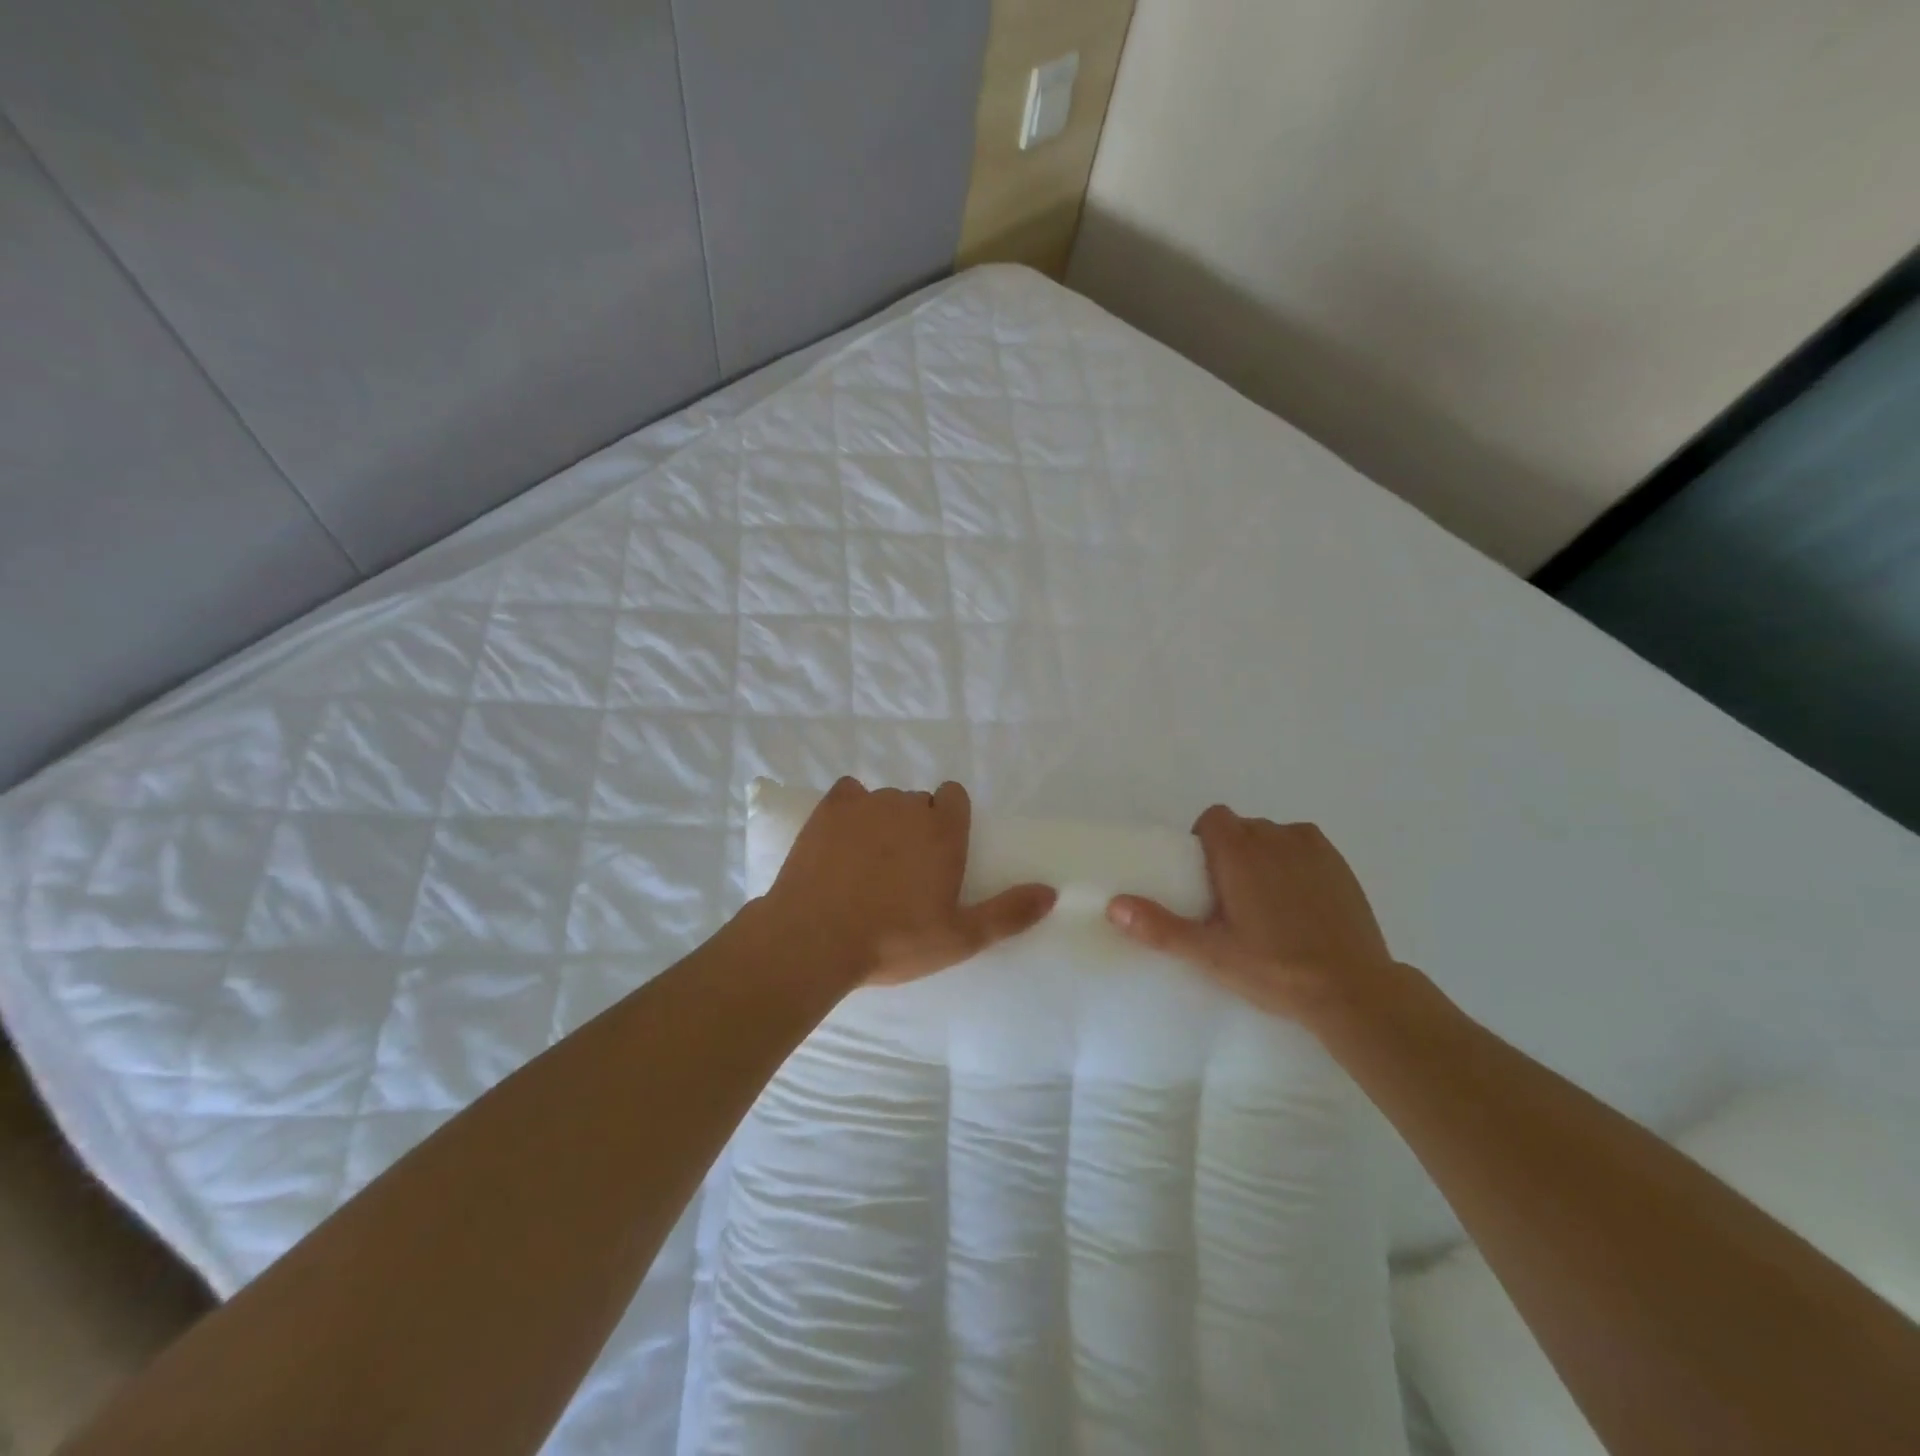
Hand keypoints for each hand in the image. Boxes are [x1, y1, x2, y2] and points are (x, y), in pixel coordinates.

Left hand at [760, 778, 1056, 986]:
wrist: (815, 938)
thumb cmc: (894, 941)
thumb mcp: (960, 938)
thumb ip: (1008, 913)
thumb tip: (1052, 892)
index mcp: (943, 831)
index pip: (954, 796)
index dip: (948, 820)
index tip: (937, 854)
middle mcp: (907, 806)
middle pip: (918, 802)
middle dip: (914, 826)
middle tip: (901, 871)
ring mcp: (866, 803)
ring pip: (882, 801)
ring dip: (881, 821)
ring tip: (865, 864)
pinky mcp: (829, 808)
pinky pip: (847, 794)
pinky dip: (847, 810)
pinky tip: (840, 842)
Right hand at [1106, 805, 1395, 1025]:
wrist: (1353, 990)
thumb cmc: (1274, 968)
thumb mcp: (1210, 954)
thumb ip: (1160, 927)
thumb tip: (1114, 905)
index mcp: (1241, 851)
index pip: (1214, 818)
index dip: (1203, 839)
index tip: (1204, 878)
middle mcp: (1276, 837)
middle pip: (1243, 828)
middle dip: (1232, 852)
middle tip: (1230, 898)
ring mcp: (1314, 849)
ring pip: (1275, 837)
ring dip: (1264, 856)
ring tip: (1267, 903)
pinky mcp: (1341, 866)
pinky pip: (1305, 849)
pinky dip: (1296, 864)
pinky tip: (1299, 903)